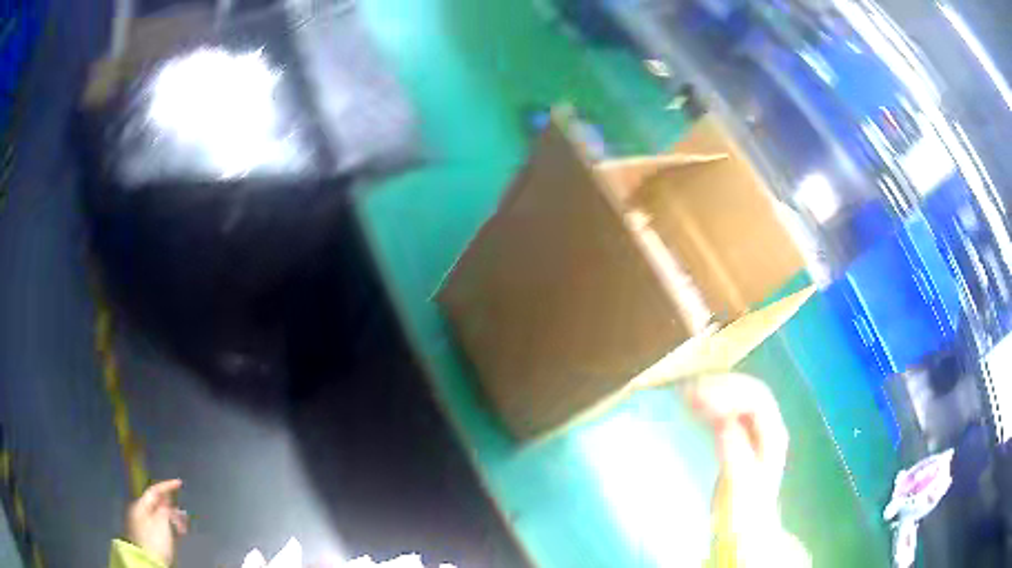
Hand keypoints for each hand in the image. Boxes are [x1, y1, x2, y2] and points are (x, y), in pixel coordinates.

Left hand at [126, 479, 188, 565]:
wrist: (148, 561)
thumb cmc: (155, 540)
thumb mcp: (162, 523)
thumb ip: (165, 509)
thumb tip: (167, 500)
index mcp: (140, 505)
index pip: (154, 491)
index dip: (167, 486)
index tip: (179, 483)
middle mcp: (139, 511)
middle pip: (157, 504)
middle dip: (171, 508)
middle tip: (184, 514)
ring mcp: (142, 525)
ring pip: (159, 516)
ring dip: (172, 519)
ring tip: (183, 527)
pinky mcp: (148, 537)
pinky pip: (159, 526)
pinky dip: (169, 527)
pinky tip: (177, 533)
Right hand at [686, 374, 802, 565]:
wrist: (747, 534)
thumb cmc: (743, 514)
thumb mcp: (740, 488)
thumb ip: (735, 455)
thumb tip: (722, 422)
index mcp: (772, 435)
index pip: (756, 398)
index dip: (730, 392)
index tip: (697, 399)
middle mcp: (767, 426)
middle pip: (748, 390)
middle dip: (720, 385)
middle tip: (686, 392)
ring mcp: (754, 431)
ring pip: (738, 396)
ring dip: (714, 390)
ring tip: (684, 394)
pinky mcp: (739, 438)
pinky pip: (727, 410)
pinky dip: (710, 403)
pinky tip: (692, 407)